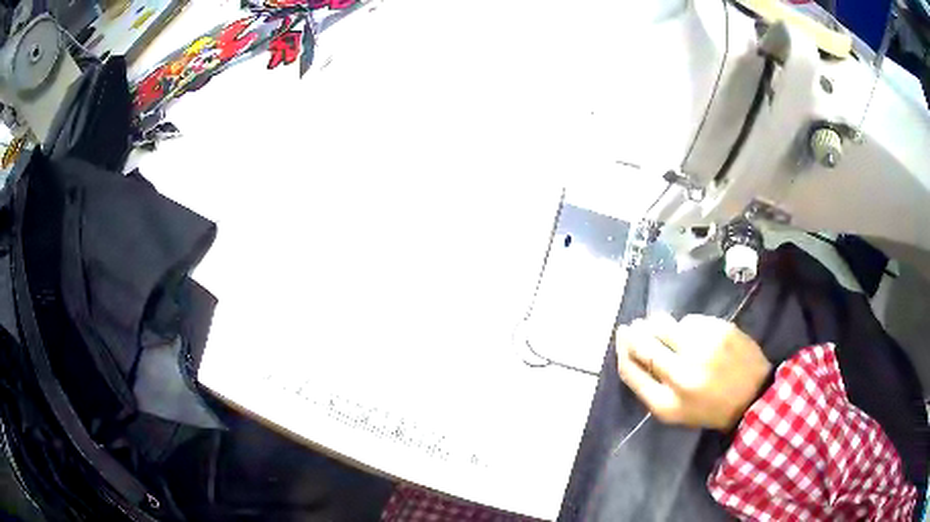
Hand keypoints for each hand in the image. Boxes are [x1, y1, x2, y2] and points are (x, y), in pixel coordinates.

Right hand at [614, 314, 771, 430]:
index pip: (631, 370)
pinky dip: (686, 325)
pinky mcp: (720, 331)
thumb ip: (651, 386)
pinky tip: (694, 334)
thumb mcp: (675, 411)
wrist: (753, 396)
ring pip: (665, 325)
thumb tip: (630, 349)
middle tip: (633, 326)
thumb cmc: (710, 408)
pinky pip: (690, 320)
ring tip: (661, 326)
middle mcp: (681, 375)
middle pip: (644, 345)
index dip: (621, 350)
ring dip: (658, 324)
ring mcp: (703, 350)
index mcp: (666, 403)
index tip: (621, 337)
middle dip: (635, 333)